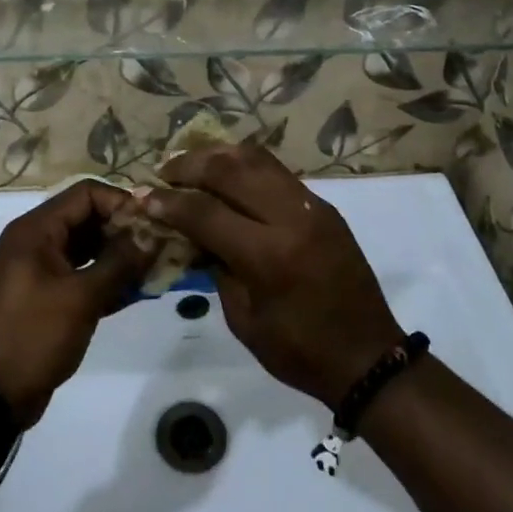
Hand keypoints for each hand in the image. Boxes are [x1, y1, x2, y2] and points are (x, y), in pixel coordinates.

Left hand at [0, 181, 155, 426]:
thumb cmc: (31, 336)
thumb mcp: (80, 298)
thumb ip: (120, 262)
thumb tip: (153, 233)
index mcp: (36, 230)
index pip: (87, 193)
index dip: (122, 202)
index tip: (153, 225)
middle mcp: (36, 241)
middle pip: (88, 218)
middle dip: (125, 231)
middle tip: (160, 249)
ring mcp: (40, 271)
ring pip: (87, 248)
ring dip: (119, 256)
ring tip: (154, 271)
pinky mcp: (45, 298)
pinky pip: (81, 275)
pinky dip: (106, 280)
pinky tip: (135, 293)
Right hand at [144, 145, 403, 406]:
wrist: (368, 355)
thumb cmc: (300, 351)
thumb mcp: (244, 320)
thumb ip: (216, 268)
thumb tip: (192, 233)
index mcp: (269, 256)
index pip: (206, 212)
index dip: (169, 203)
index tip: (144, 197)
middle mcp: (292, 218)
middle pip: (231, 170)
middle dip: (190, 165)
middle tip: (164, 171)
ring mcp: (312, 206)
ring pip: (257, 159)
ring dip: (218, 155)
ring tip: (191, 163)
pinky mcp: (323, 205)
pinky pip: (277, 171)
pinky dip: (245, 165)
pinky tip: (226, 173)